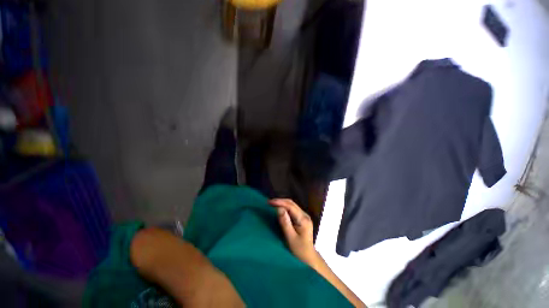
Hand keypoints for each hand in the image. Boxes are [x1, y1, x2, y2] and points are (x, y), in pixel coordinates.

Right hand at [269, 199, 318, 265]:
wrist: (308, 259)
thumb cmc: (299, 251)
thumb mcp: (291, 238)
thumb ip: (285, 223)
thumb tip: (279, 209)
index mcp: (303, 219)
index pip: (291, 206)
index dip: (280, 202)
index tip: (269, 202)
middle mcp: (305, 215)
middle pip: (292, 204)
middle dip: (280, 201)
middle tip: (269, 202)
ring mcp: (304, 216)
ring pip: (292, 205)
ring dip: (282, 204)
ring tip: (272, 204)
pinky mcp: (301, 218)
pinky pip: (292, 209)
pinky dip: (284, 207)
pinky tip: (278, 209)